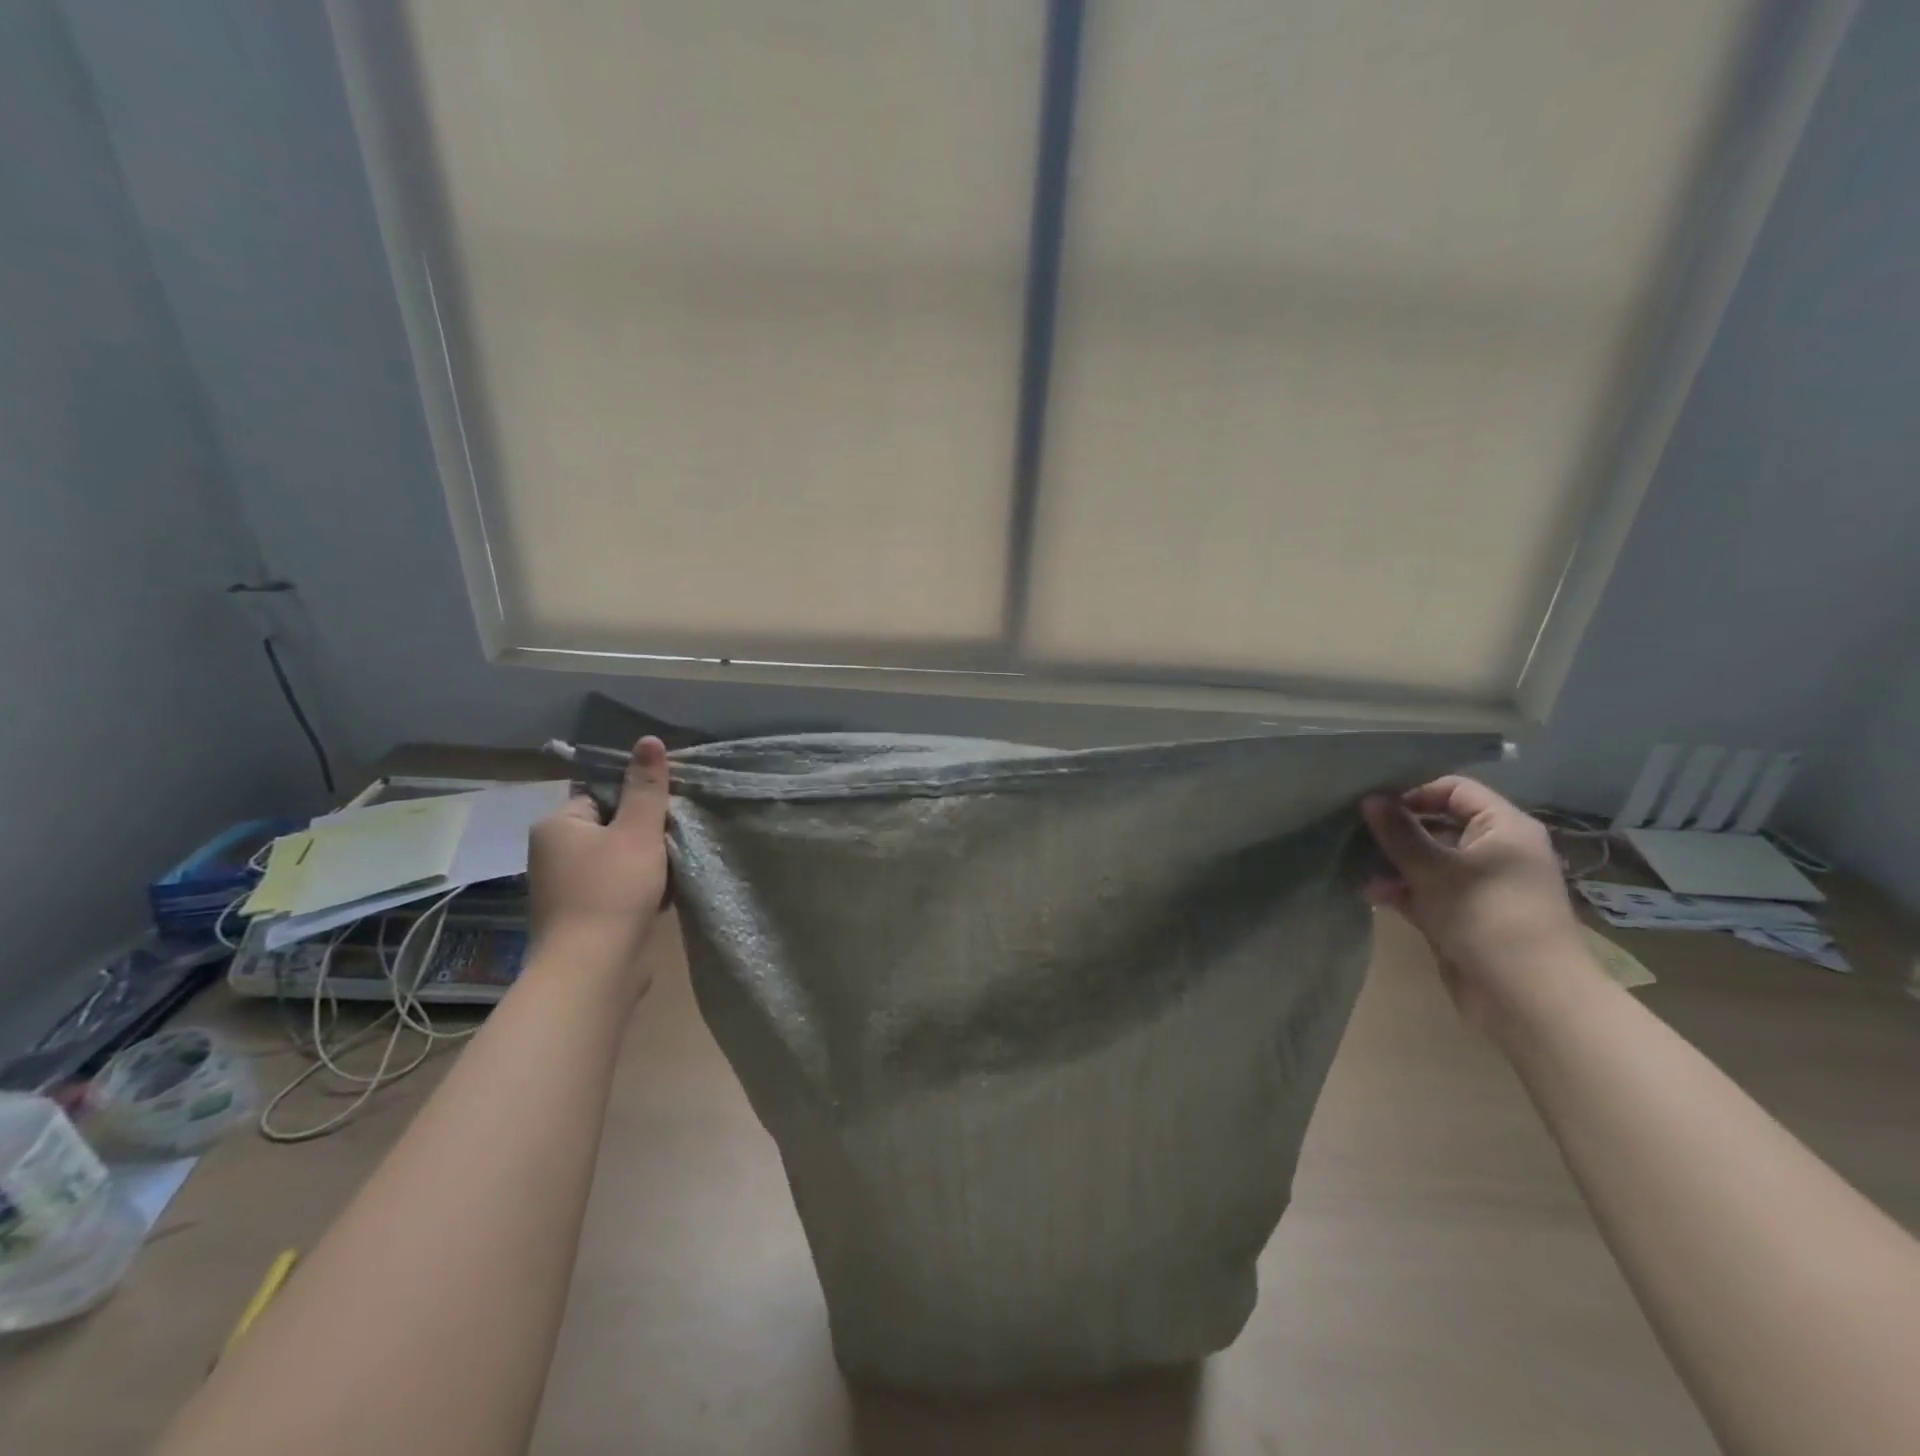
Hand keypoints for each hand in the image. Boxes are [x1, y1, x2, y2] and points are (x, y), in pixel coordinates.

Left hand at [527, 737, 670, 982]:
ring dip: (647, 861)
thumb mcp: (638, 831)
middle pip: (611, 825)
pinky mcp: (582, 915)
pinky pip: (616, 887)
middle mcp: (553, 852)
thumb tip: (648, 739)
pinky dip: (639, 888)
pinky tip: (662, 895)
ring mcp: (565, 887)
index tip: (667, 809)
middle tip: (675, 838)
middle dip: (645, 832)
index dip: (636, 798)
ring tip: (673, 867)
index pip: (600, 792)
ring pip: (618, 858)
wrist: (593, 970)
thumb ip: (646, 787)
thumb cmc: (612, 890)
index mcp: (557, 825)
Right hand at [1361, 776, 1587, 1028]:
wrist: (1526, 997)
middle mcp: (1496, 851)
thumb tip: (1370, 798)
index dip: (1414, 791)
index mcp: (1504, 828)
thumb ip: (1398, 832)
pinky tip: (1370, 893)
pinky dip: (1402, 890)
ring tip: (1356, 864)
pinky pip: (1428, 891)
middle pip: (1438, 824)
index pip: (1455, 790)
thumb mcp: (1433, 869)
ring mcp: (1481, 885)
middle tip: (1355, 830)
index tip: (1374, 804)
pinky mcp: (1466, 915)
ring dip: (1393, 862)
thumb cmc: (1485, 916)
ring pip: (1429, 860)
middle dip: (1397, 829)